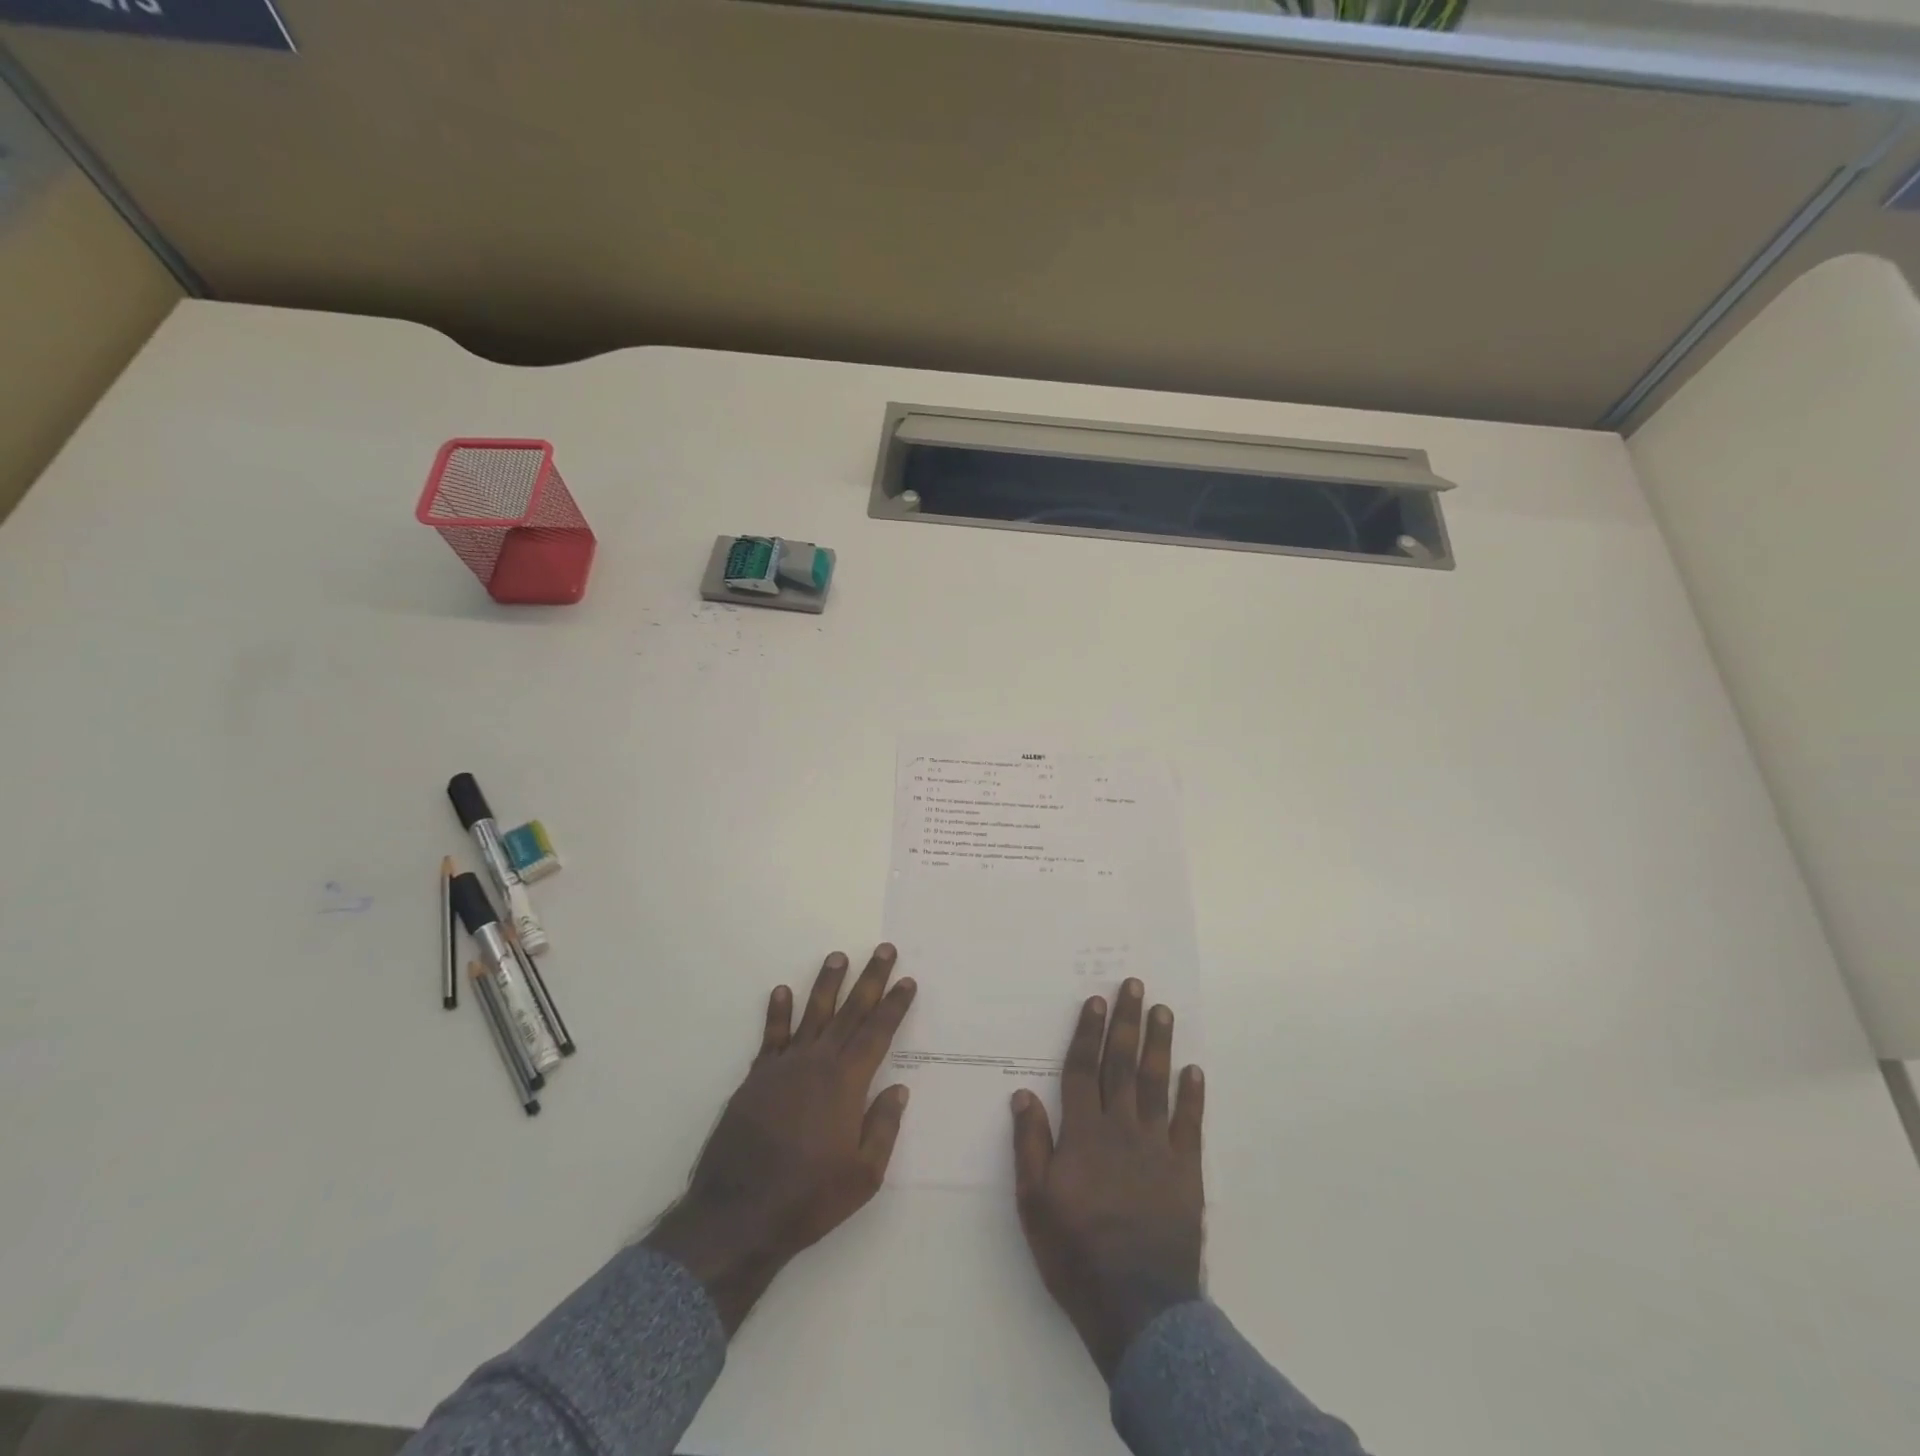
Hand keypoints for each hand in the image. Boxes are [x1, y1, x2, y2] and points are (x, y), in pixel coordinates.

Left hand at [645, 944, 916, 1332]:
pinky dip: (777, 1012)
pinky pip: (771, 1036)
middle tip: (884, 950)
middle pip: (850, 1012)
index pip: (878, 1033)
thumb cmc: (809, 1198)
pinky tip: (782, 991)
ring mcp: (784, 1066)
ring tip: (837, 956)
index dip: (894, 1005)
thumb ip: (883, 1127)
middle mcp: (818, 1063)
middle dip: (870, 979)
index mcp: (847, 1083)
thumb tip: (899, 1088)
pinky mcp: (756, 1078)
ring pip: (811, 1013)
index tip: (907, 980)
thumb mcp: (864, 1175)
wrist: (739, 1215)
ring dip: (826, 983)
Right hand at [1011, 978, 1204, 1379]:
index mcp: (1083, 1133)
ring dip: (1159, 1045)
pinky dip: (1192, 1096)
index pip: (1082, 1070)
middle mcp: (1121, 1128)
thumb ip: (1030, 1144)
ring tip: (1163, 1011)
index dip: (1088, 1033)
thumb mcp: (1034, 1202)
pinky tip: (1194, 1071)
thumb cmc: (1075, 1252)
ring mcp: (1157, 1147)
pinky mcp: (1186, 1171)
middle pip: (1122, 1065)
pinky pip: (1189, 1124)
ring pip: (1156, 1084)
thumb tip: (1022, 1093)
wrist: (1136, 1304)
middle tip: (1135, 986)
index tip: (1097, 1000)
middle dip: (1127, 1023)